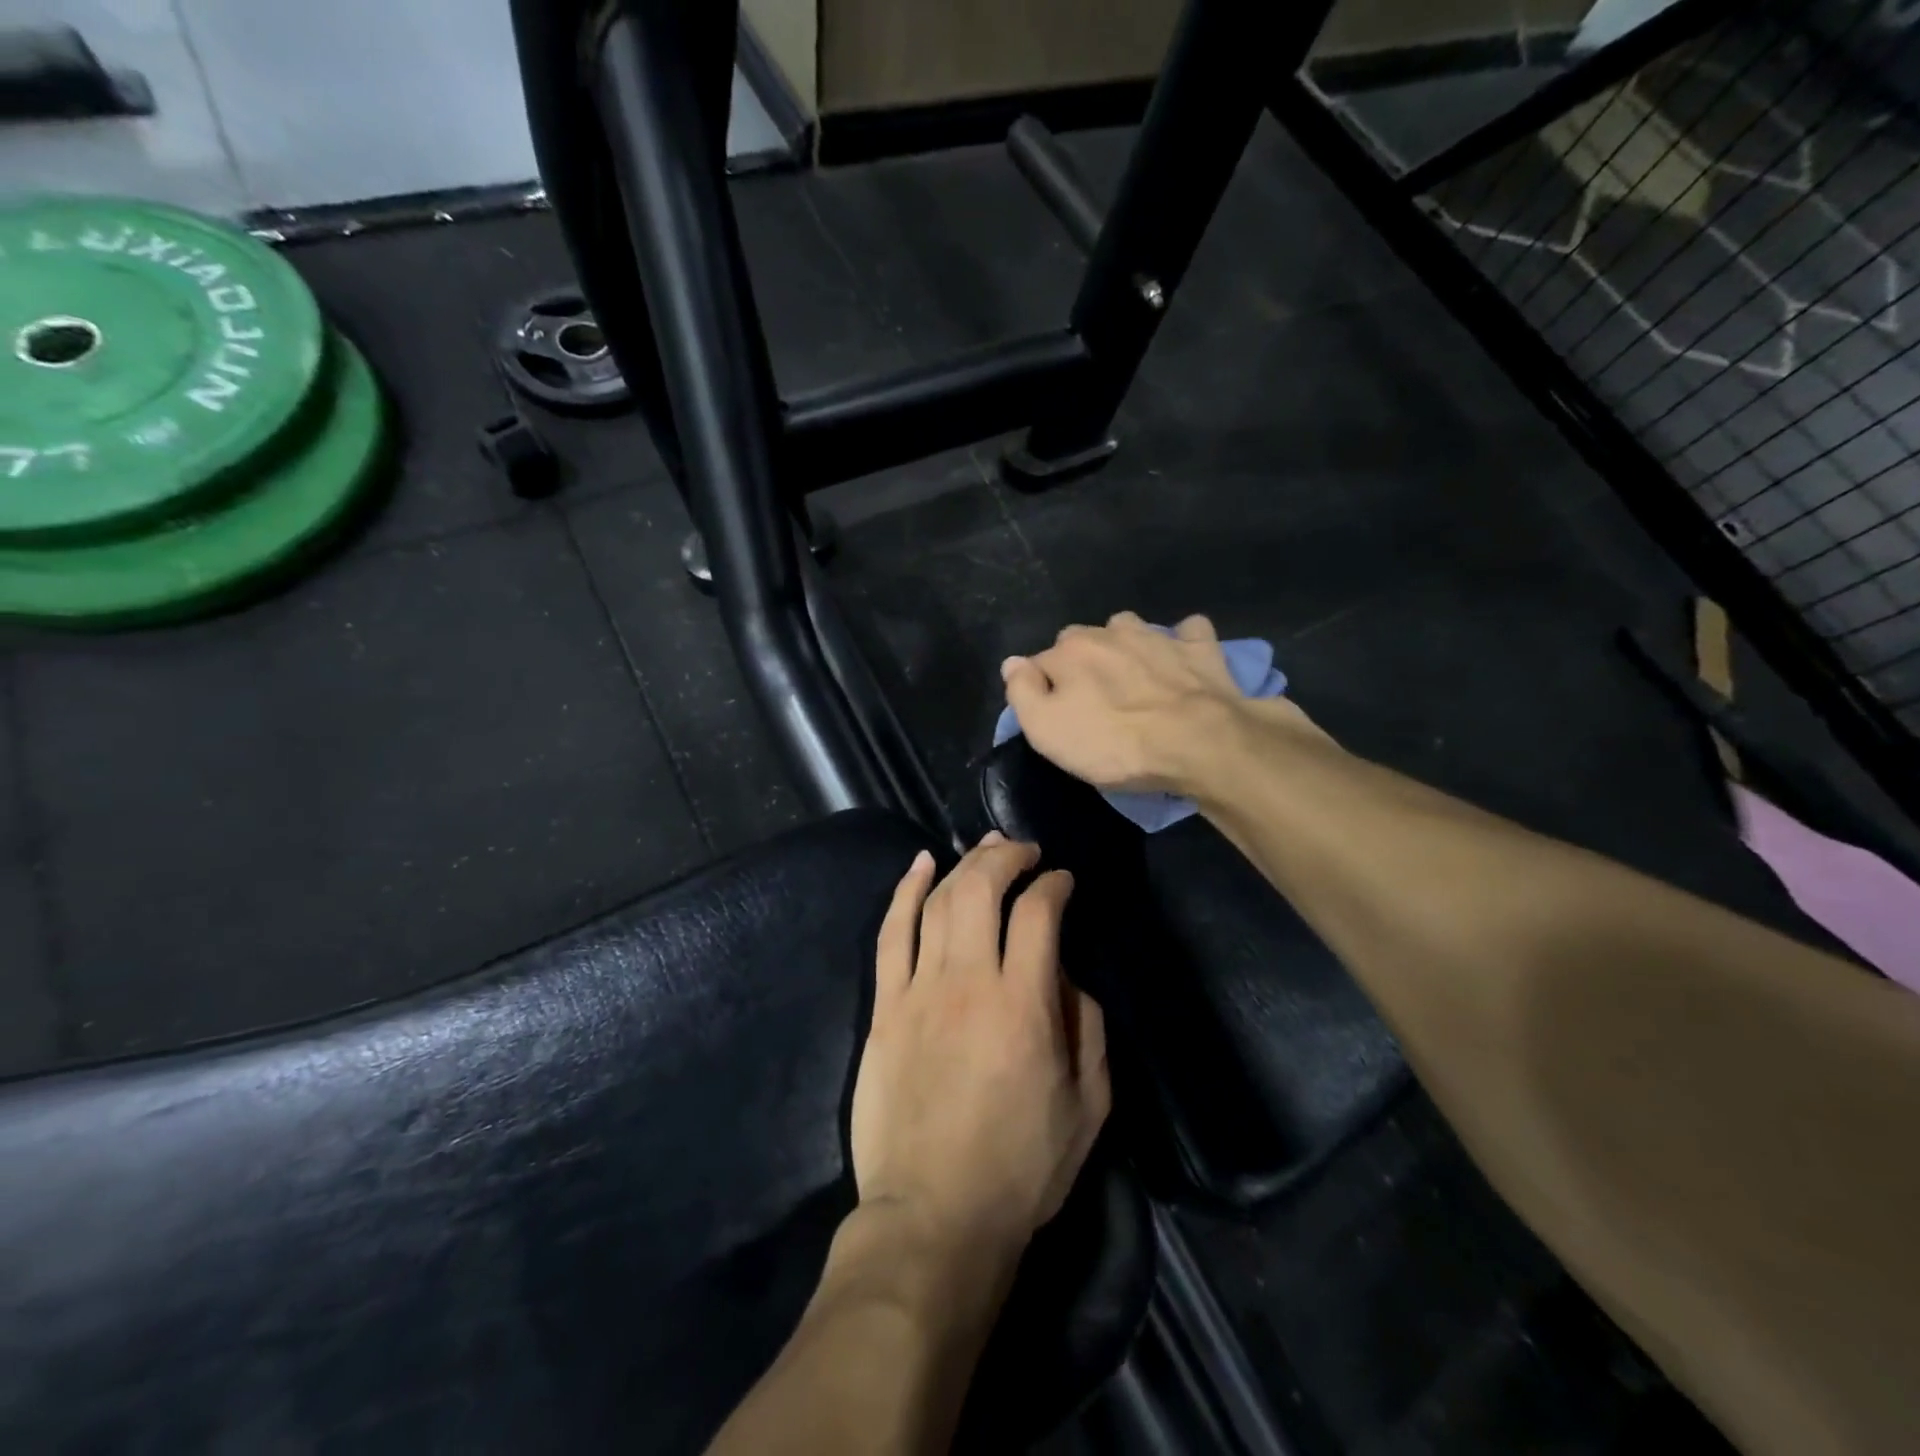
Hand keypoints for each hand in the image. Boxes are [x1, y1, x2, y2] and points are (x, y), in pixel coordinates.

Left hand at [850, 835, 1109, 1261]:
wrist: (932, 1216)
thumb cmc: (1020, 1168)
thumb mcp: (1088, 1107)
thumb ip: (1088, 1028)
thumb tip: (1068, 974)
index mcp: (1024, 1006)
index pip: (1039, 914)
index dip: (1054, 885)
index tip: (1063, 882)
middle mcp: (968, 983)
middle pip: (981, 889)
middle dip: (1007, 857)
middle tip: (1024, 851)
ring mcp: (918, 991)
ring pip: (937, 901)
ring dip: (963, 865)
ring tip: (985, 850)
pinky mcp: (884, 1007)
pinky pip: (891, 933)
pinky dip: (906, 891)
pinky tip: (921, 865)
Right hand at [1002, 611, 1325, 794]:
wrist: (1198, 744)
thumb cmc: (1115, 744)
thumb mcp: (1047, 731)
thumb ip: (1022, 693)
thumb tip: (1012, 663)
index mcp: (1070, 651)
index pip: (1041, 662)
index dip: (1043, 689)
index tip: (1055, 716)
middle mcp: (1110, 632)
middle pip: (1083, 641)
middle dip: (1083, 662)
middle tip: (1093, 701)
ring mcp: (1158, 636)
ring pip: (1131, 629)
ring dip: (1127, 646)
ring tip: (1133, 677)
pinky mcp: (1200, 648)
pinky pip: (1188, 631)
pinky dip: (1183, 641)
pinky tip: (1182, 660)